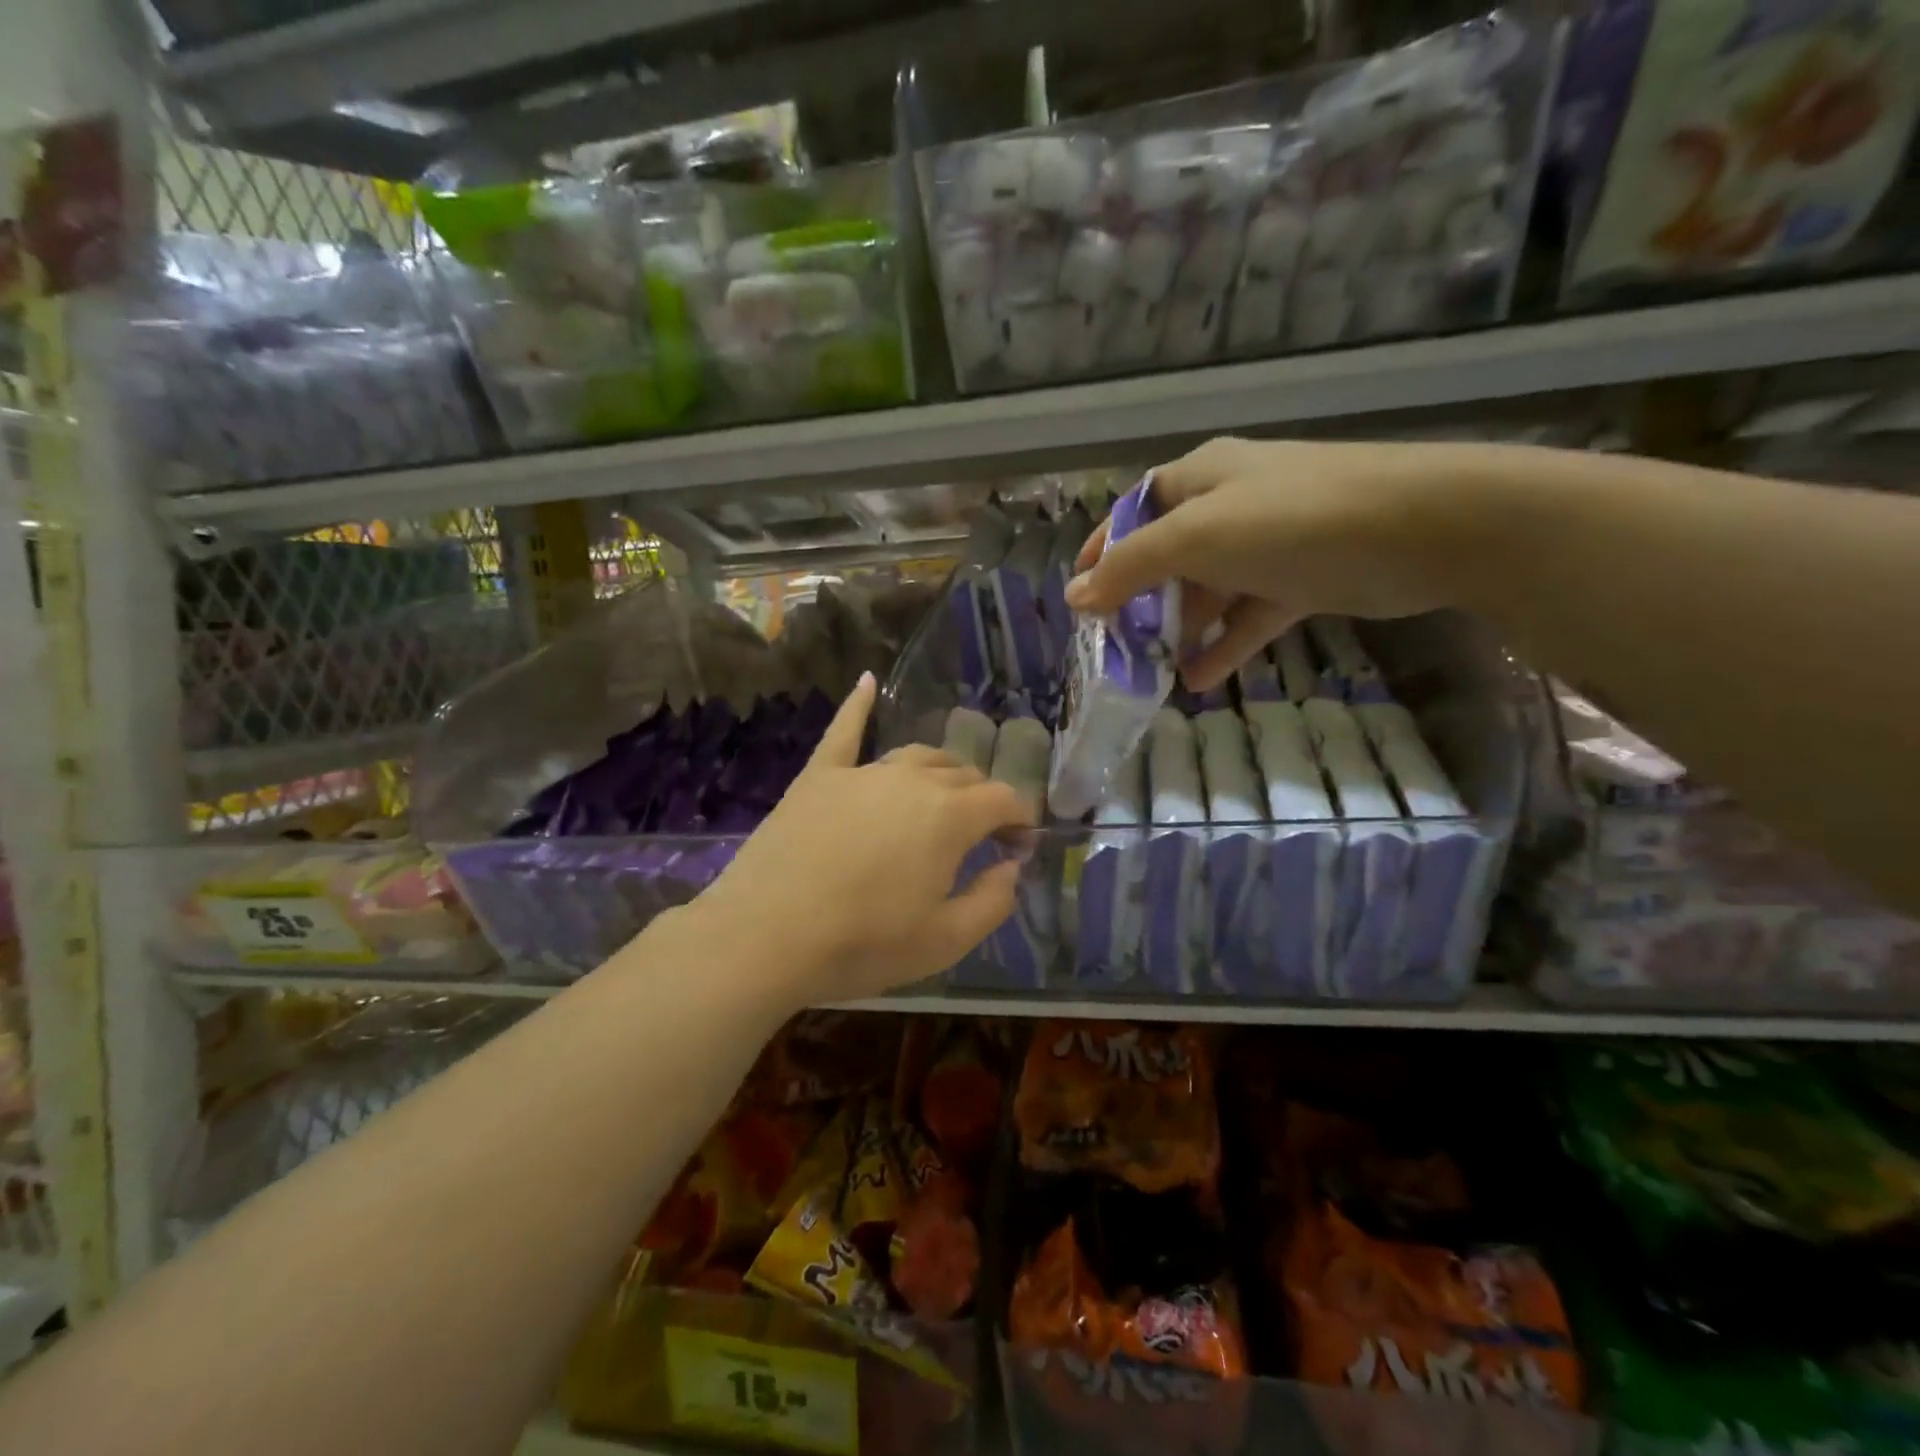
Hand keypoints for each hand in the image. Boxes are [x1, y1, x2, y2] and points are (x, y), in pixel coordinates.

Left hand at [700, 673, 1034, 1004]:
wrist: (765, 937)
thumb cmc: (862, 943)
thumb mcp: (945, 941)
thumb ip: (993, 901)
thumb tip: (1011, 867)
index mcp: (950, 816)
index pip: (1003, 799)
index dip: (1019, 820)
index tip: (1018, 846)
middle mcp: (912, 780)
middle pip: (962, 774)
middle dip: (982, 798)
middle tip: (981, 834)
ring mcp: (863, 772)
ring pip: (917, 756)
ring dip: (941, 772)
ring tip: (943, 794)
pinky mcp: (820, 776)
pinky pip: (845, 731)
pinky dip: (859, 705)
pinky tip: (867, 681)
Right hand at [1065, 437, 1484, 690]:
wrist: (1423, 529)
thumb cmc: (1292, 520)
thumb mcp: (1197, 537)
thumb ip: (1130, 568)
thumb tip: (1073, 597)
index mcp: (1200, 478)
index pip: (1134, 511)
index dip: (1102, 550)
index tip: (1078, 597)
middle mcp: (1230, 505)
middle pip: (1168, 555)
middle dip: (1139, 600)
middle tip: (1114, 646)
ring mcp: (1268, 545)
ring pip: (1208, 590)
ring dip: (1180, 630)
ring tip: (1151, 673)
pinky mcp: (1300, 582)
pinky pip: (1248, 616)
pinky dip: (1224, 645)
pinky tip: (1198, 681)